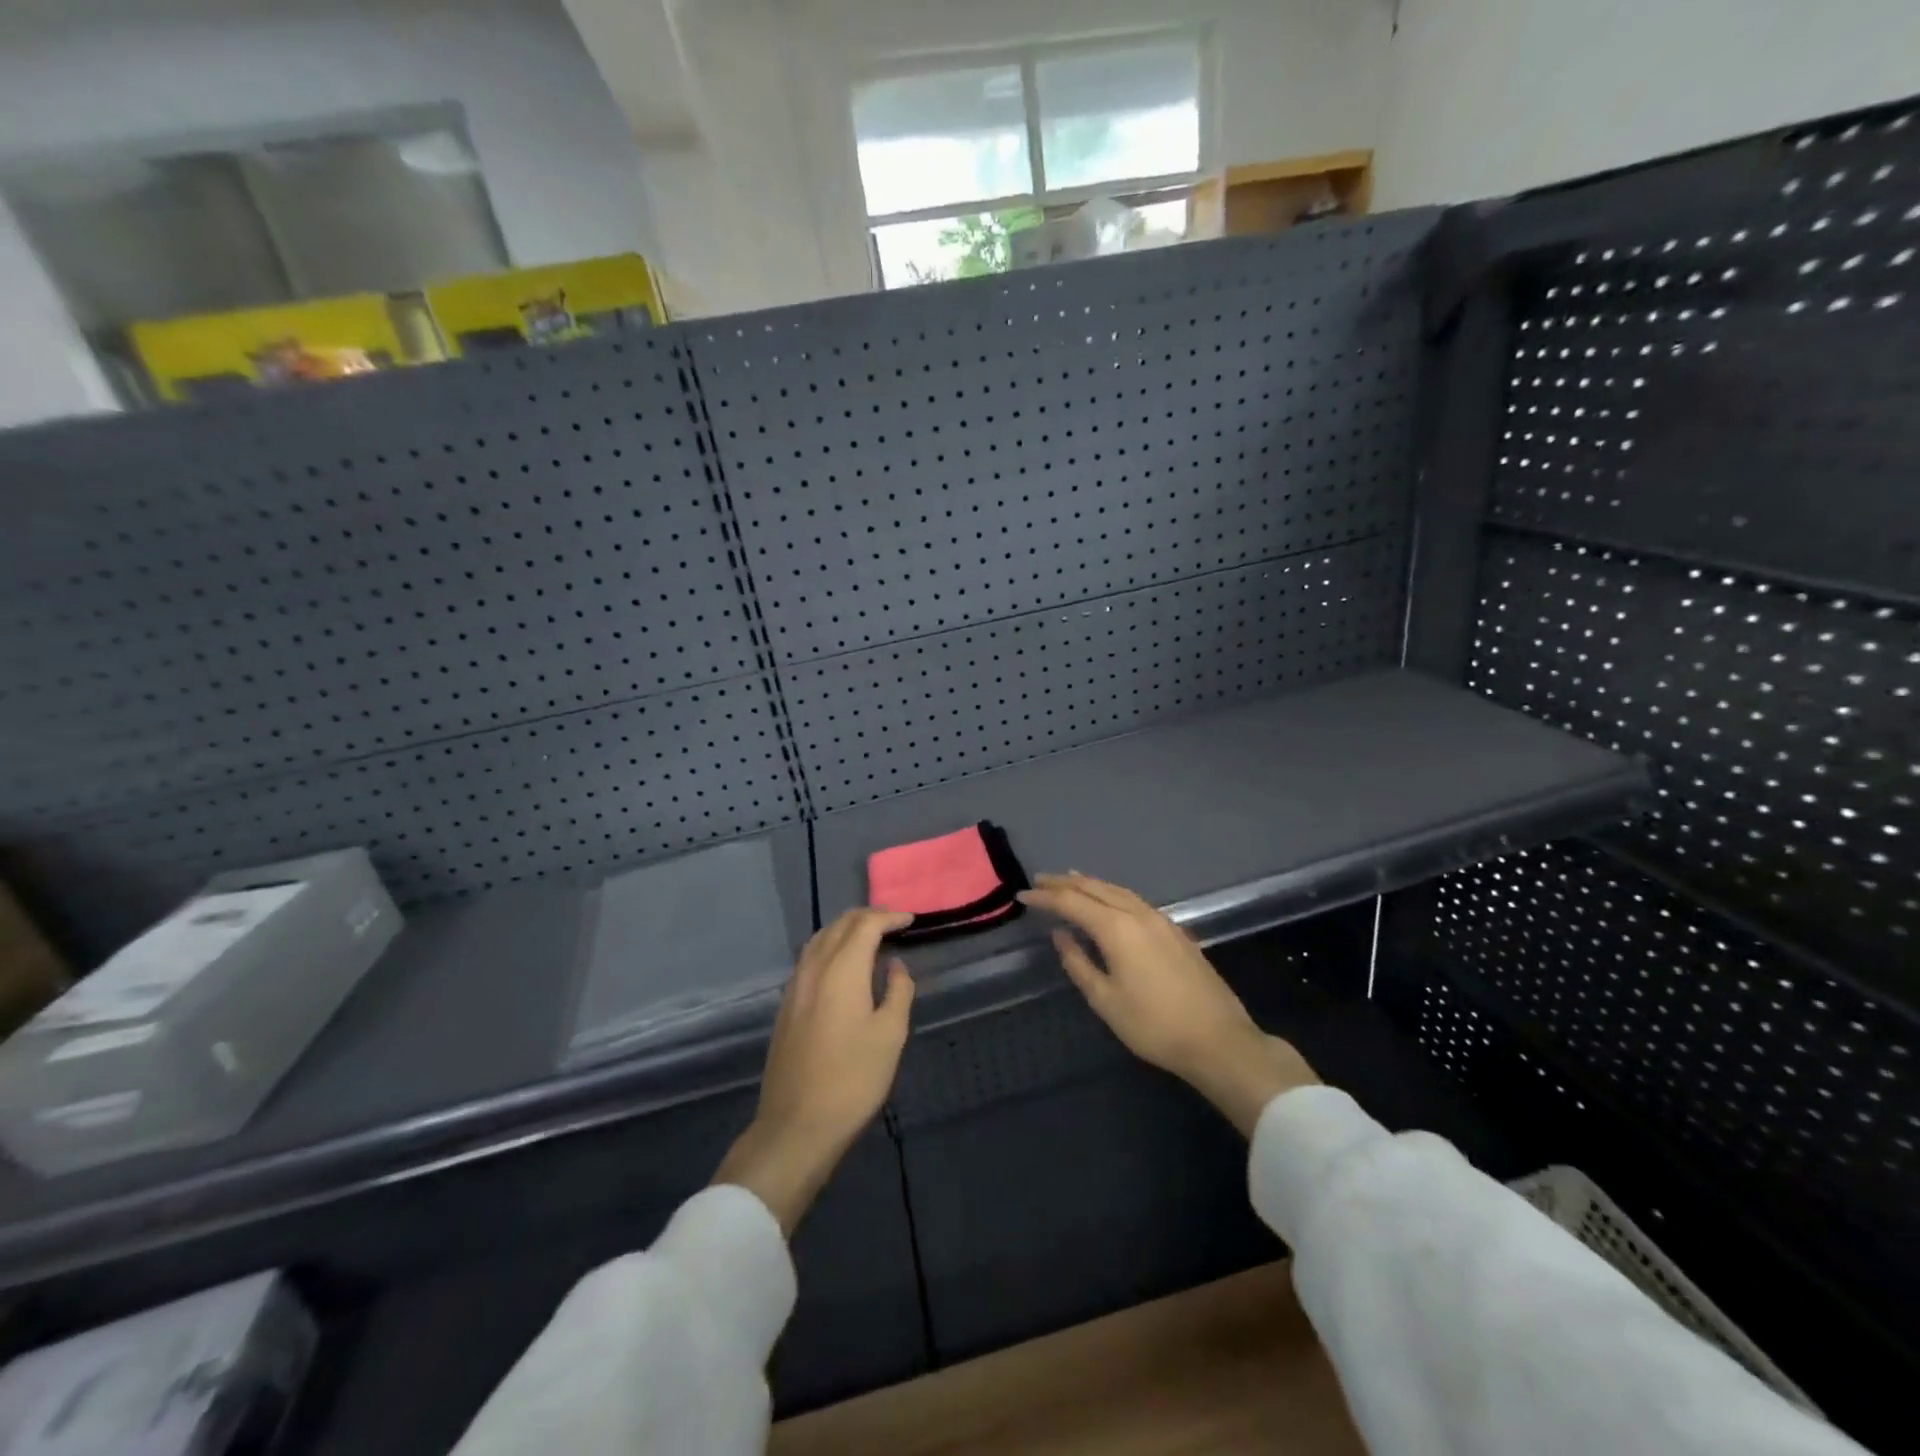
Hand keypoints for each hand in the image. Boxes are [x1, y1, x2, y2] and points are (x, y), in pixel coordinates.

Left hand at [712, 908, 915, 1233]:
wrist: (797, 1126)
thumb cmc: (853, 1079)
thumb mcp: (890, 1035)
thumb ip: (898, 992)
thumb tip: (895, 966)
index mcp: (842, 970)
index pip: (865, 925)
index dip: (889, 917)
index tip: (910, 920)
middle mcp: (814, 968)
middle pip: (839, 925)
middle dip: (867, 917)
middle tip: (893, 922)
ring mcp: (795, 986)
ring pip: (820, 939)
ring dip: (845, 929)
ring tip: (870, 937)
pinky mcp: (786, 1005)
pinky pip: (809, 958)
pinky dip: (830, 947)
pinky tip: (842, 964)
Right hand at [1019, 872, 1317, 1134]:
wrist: (1218, 1040)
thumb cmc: (1154, 1025)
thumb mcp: (1106, 1000)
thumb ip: (1078, 964)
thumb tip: (1061, 936)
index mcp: (1117, 928)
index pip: (1072, 903)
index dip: (1046, 897)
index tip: (1023, 895)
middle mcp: (1138, 914)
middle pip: (1096, 888)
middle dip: (1066, 882)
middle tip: (1041, 880)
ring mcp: (1161, 920)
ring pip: (1118, 891)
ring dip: (1090, 884)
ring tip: (1070, 881)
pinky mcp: (1175, 931)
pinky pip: (1134, 900)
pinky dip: (1112, 893)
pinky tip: (1108, 901)